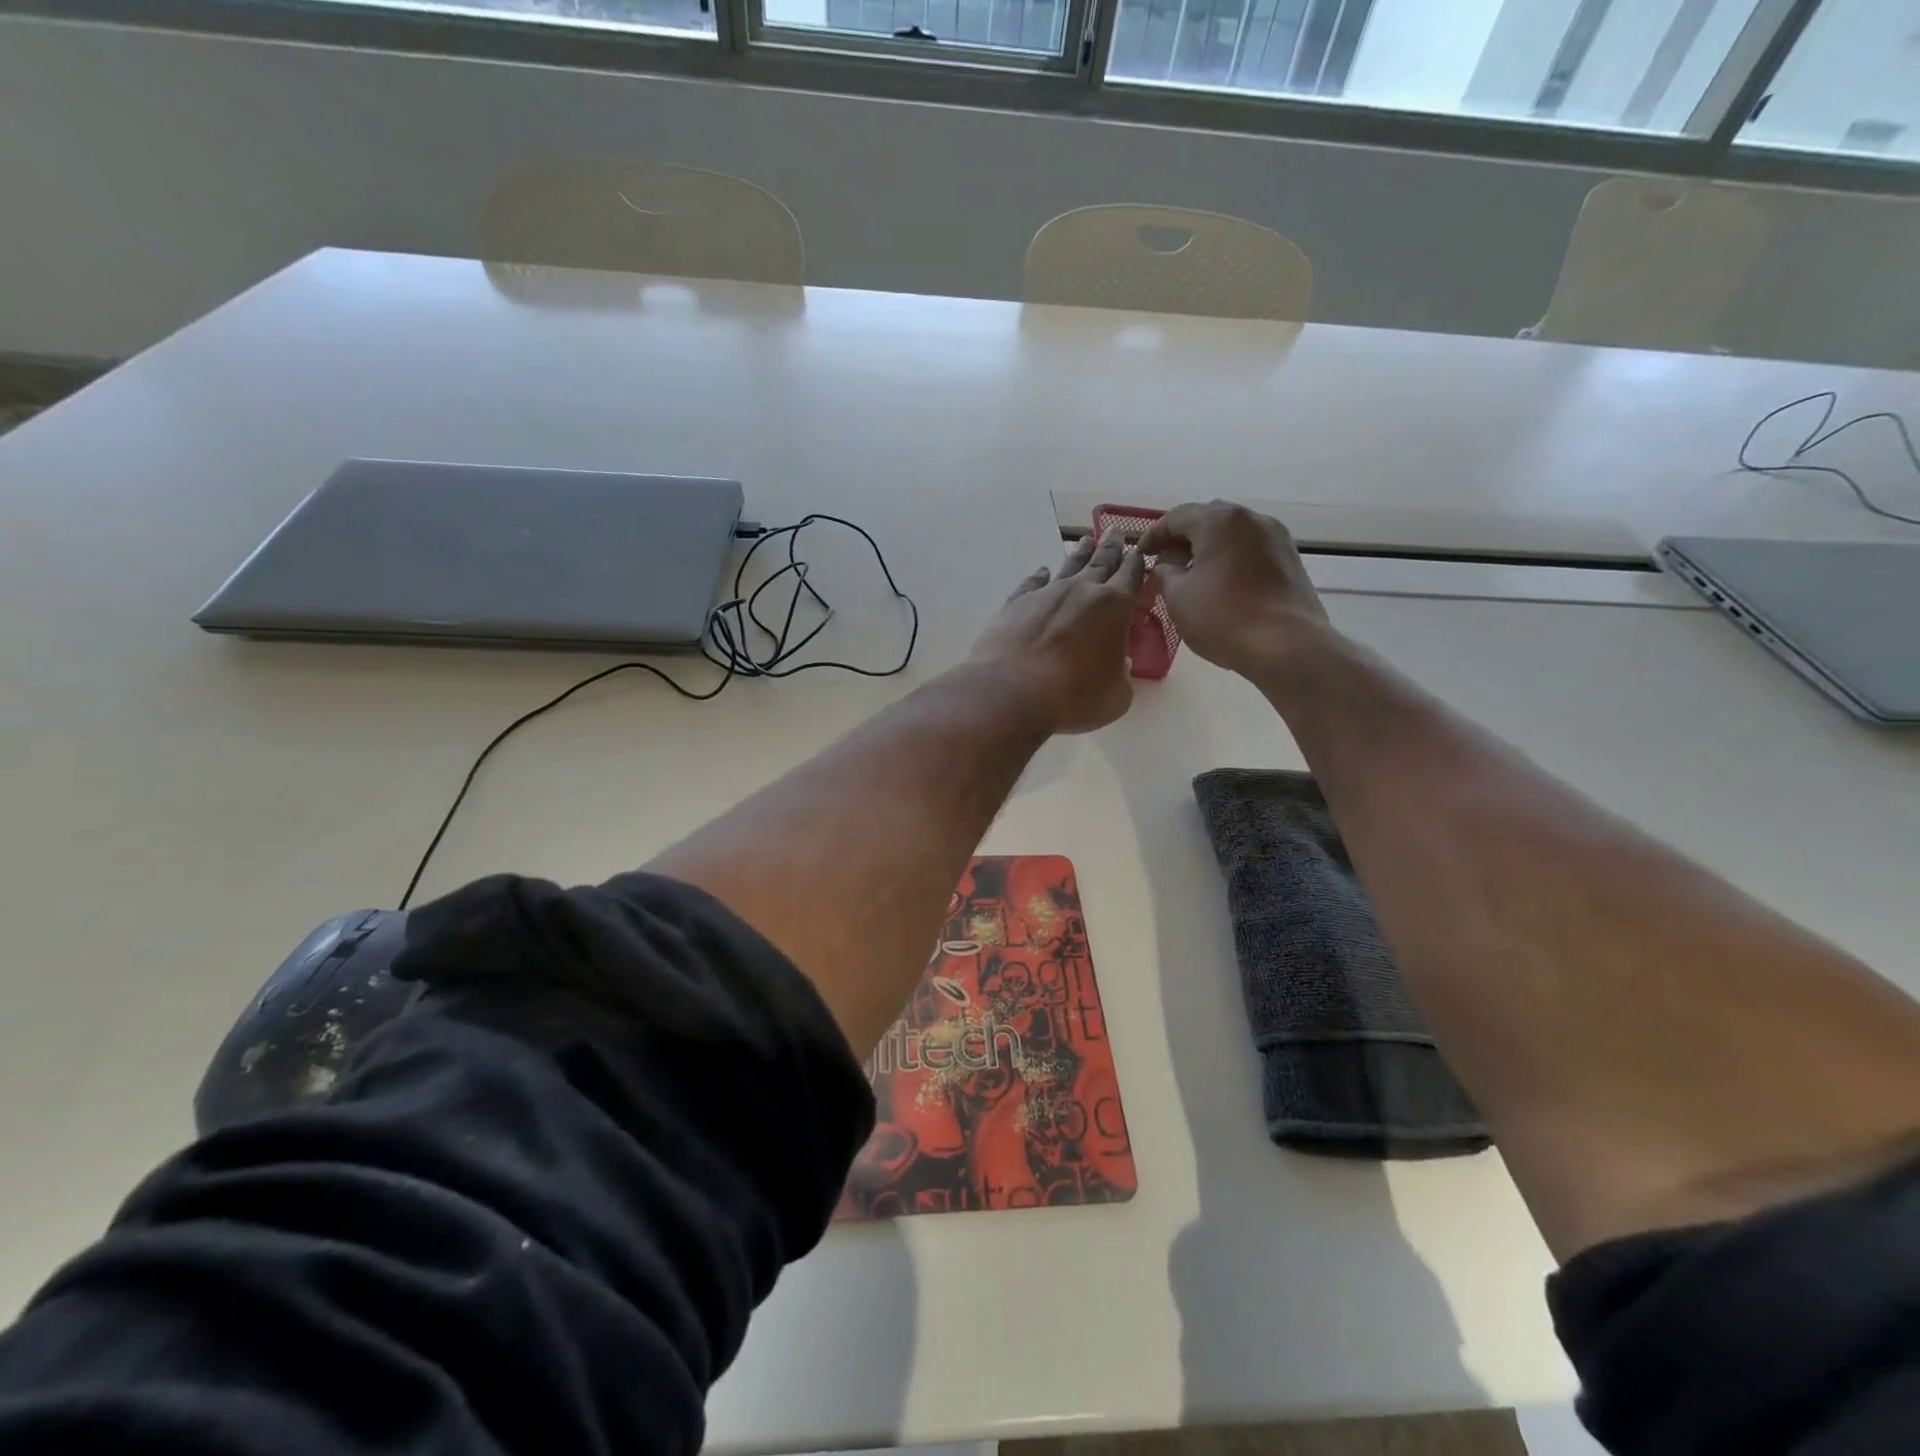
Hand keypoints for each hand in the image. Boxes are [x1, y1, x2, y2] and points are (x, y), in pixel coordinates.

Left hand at [968, 528, 1147, 734]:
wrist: (1011, 691)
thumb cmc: (1073, 697)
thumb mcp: (1116, 695)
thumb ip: (1121, 675)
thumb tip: (1115, 664)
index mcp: (1114, 607)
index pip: (1131, 576)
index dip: (1137, 563)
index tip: (1139, 550)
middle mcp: (1081, 591)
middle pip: (1101, 562)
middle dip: (1111, 547)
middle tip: (1115, 531)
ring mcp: (1046, 594)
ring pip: (1068, 566)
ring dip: (1079, 553)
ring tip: (1086, 541)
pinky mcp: (1016, 604)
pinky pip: (1032, 583)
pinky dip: (1040, 576)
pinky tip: (1042, 572)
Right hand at [1140, 501, 1330, 675]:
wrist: (1287, 645)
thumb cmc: (1224, 618)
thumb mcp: (1178, 597)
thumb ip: (1164, 574)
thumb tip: (1166, 566)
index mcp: (1219, 521)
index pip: (1176, 517)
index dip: (1154, 535)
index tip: (1140, 555)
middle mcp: (1251, 518)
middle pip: (1207, 520)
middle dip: (1182, 540)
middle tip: (1164, 563)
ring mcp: (1275, 537)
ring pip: (1231, 535)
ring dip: (1207, 550)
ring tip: (1190, 575)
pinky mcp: (1289, 559)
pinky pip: (1250, 550)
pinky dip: (1229, 560)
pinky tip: (1219, 584)